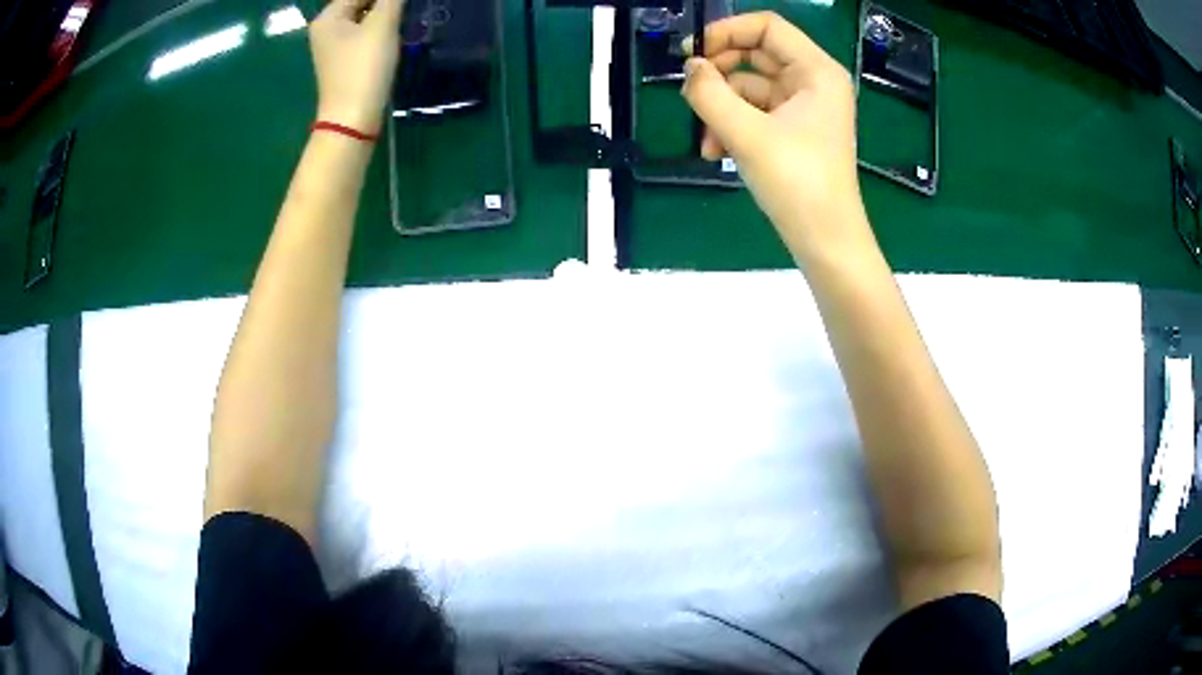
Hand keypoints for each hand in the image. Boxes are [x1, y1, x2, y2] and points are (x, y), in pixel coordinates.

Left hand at [310, 0, 404, 133]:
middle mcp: (326, 29)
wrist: (353, 119)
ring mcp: (334, 46)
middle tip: (405, 9)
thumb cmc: (364, 68)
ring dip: (386, 14)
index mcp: (328, 17)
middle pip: (361, 2)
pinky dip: (381, 30)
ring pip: (365, 17)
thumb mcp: (382, 25)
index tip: (402, 4)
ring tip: (404, 18)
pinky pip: (365, 34)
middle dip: (385, 4)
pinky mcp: (345, 61)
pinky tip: (395, 35)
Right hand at [682, 12, 863, 258]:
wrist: (826, 243)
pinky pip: (755, 113)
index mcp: (816, 71)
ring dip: (721, 109)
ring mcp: (805, 108)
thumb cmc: (797, 183)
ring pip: (750, 88)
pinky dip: (733, 126)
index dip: (726, 31)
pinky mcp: (795, 131)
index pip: (767, 26)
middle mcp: (813, 82)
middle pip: (755, 55)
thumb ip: (709, 93)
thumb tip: (690, 67)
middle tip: (691, 94)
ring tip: (707, 141)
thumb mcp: (746, 134)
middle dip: (719, 76)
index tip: (692, 53)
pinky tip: (717, 153)